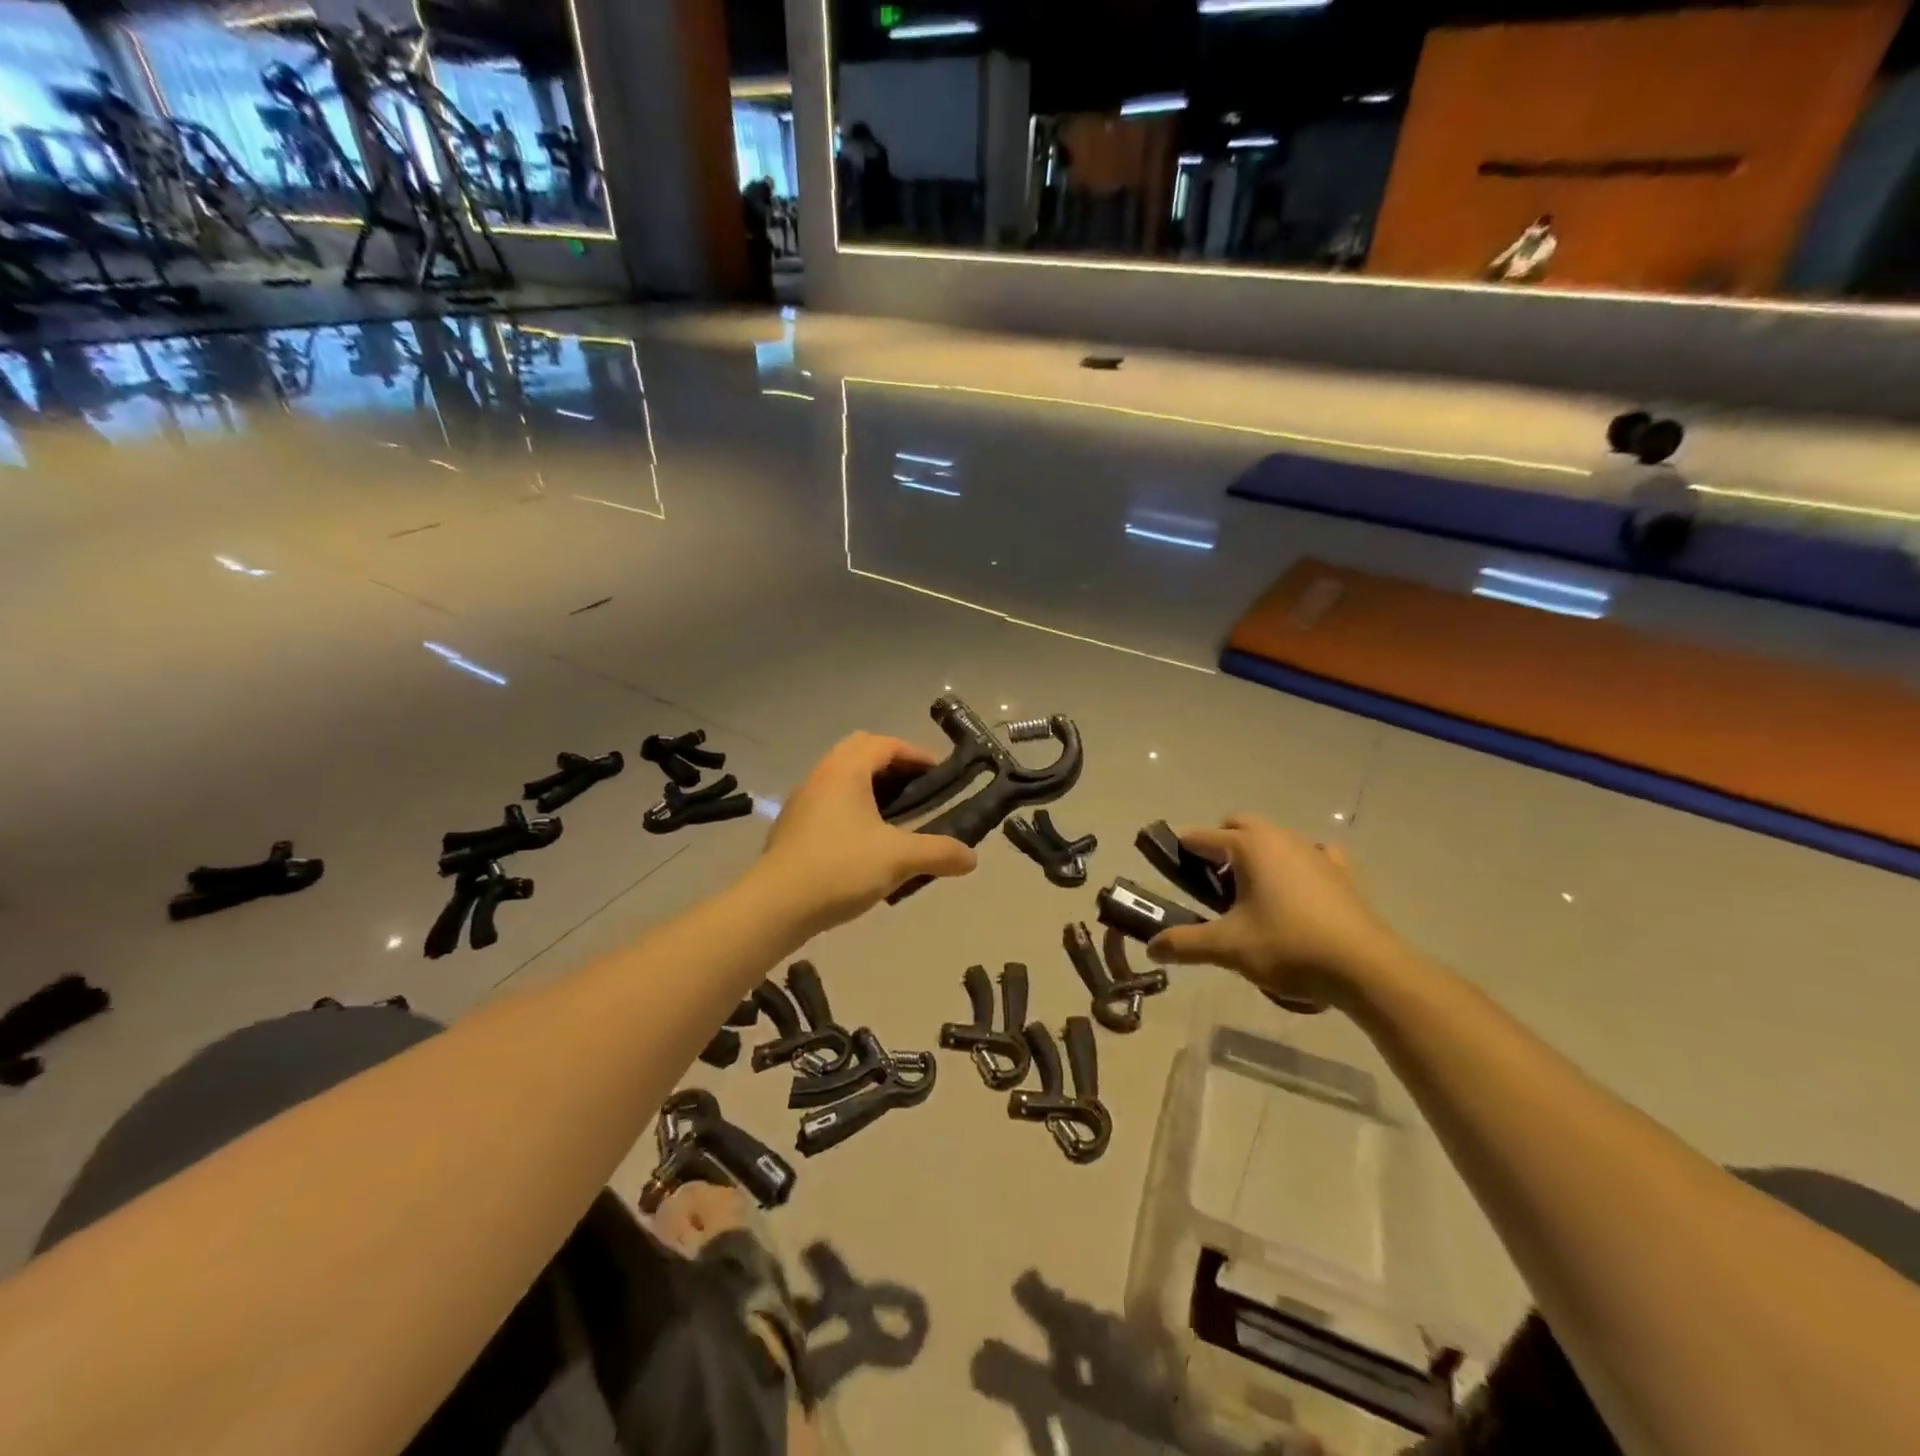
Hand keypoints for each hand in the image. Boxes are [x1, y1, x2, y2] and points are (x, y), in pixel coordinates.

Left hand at [759, 732, 976, 932]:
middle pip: (861, 752)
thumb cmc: (840, 868)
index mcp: (846, 770)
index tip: (941, 774)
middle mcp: (822, 776)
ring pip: (843, 778)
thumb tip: (972, 858)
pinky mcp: (794, 827)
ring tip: (899, 816)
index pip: (885, 744)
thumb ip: (939, 852)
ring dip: (872, 787)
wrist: (775, 906)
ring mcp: (803, 801)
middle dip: (893, 765)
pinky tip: (868, 841)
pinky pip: (830, 802)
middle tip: (919, 790)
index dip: (917, 754)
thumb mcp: (898, 859)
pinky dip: (854, 807)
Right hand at [1145, 815, 1405, 1009]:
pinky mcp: (1340, 873)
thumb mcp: (1228, 948)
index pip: (1201, 837)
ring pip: (1274, 837)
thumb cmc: (1288, 947)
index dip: (1179, 849)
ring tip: (1249, 891)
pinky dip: (1296, 863)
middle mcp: (1280, 838)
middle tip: (1208, 881)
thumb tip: (1152, 947)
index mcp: (1249, 847)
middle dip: (1218, 843)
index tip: (1166, 865)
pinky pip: (1312, 854)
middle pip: (1238, 825)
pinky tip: (1296, 889)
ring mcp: (1315, 852)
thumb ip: (1185, 944)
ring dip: (1255, 852)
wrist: (1365, 968)